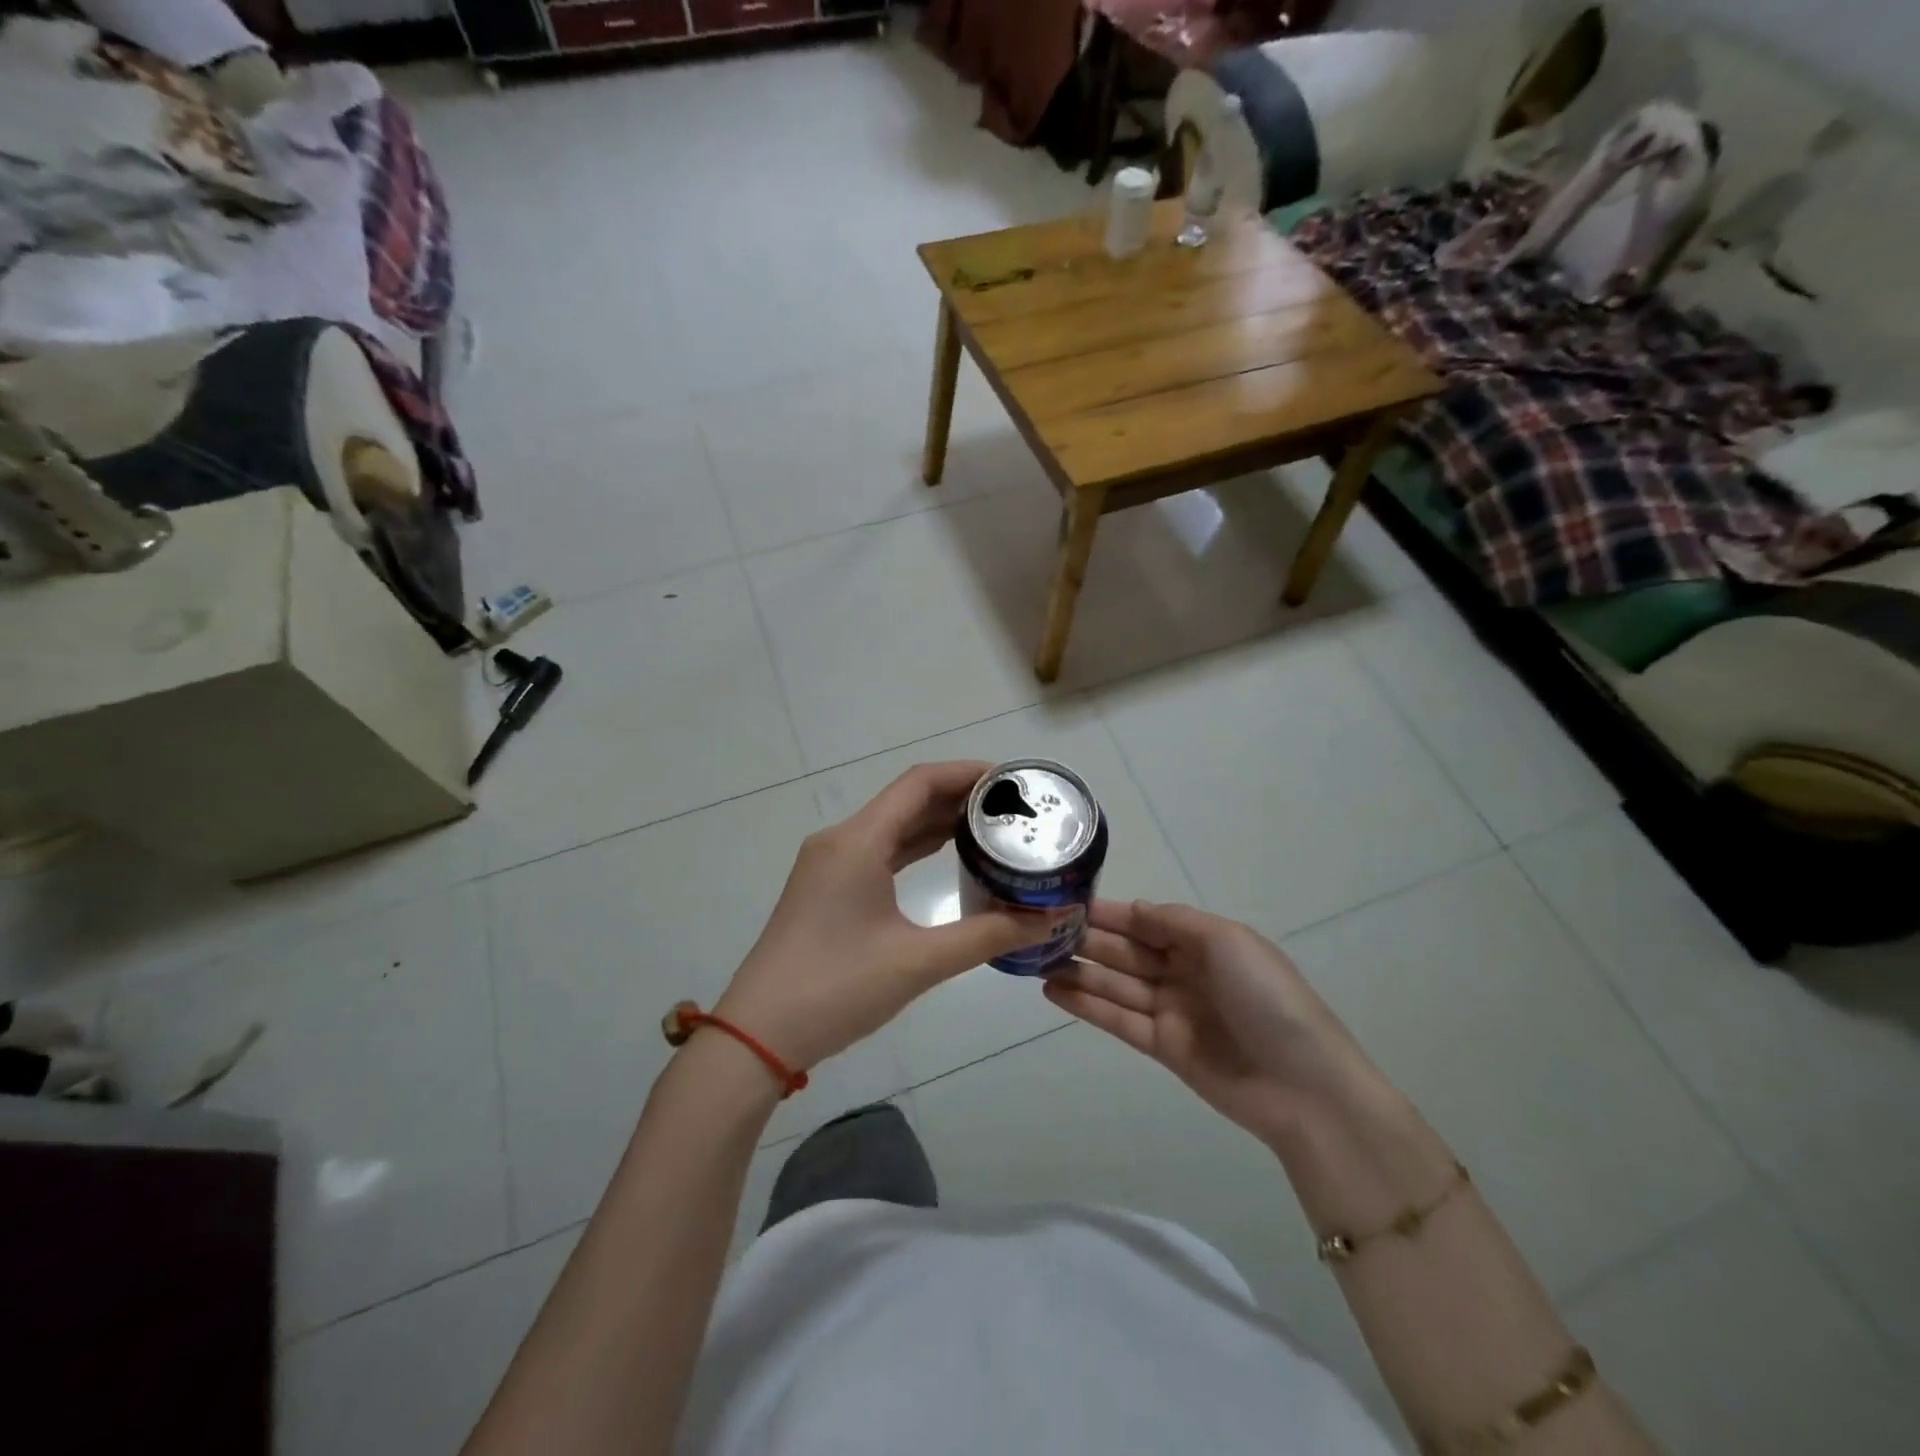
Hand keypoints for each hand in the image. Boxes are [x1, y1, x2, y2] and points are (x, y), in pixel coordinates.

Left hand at [714, 762, 1067, 1070]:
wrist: (758, 1036)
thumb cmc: (837, 989)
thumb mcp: (919, 962)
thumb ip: (988, 935)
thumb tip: (1050, 918)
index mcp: (857, 841)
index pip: (919, 783)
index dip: (966, 773)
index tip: (1011, 780)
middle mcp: (840, 840)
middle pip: (906, 800)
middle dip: (959, 798)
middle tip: (1013, 808)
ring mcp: (829, 865)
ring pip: (892, 827)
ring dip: (937, 822)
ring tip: (992, 827)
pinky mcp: (827, 889)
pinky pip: (879, 851)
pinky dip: (914, 848)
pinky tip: (948, 856)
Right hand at [1044, 899, 1381, 1150]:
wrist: (1303, 1087)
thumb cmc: (1266, 999)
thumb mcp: (1226, 941)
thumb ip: (1174, 921)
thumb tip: (1132, 908)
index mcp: (1204, 941)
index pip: (1145, 920)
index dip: (1108, 912)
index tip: (1066, 903)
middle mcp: (1184, 971)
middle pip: (1127, 950)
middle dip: (1087, 939)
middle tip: (1038, 931)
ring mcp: (1172, 1010)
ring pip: (1116, 984)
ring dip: (1078, 971)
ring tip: (1034, 960)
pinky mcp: (1162, 1047)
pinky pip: (1118, 1019)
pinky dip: (1086, 1005)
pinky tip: (1053, 991)